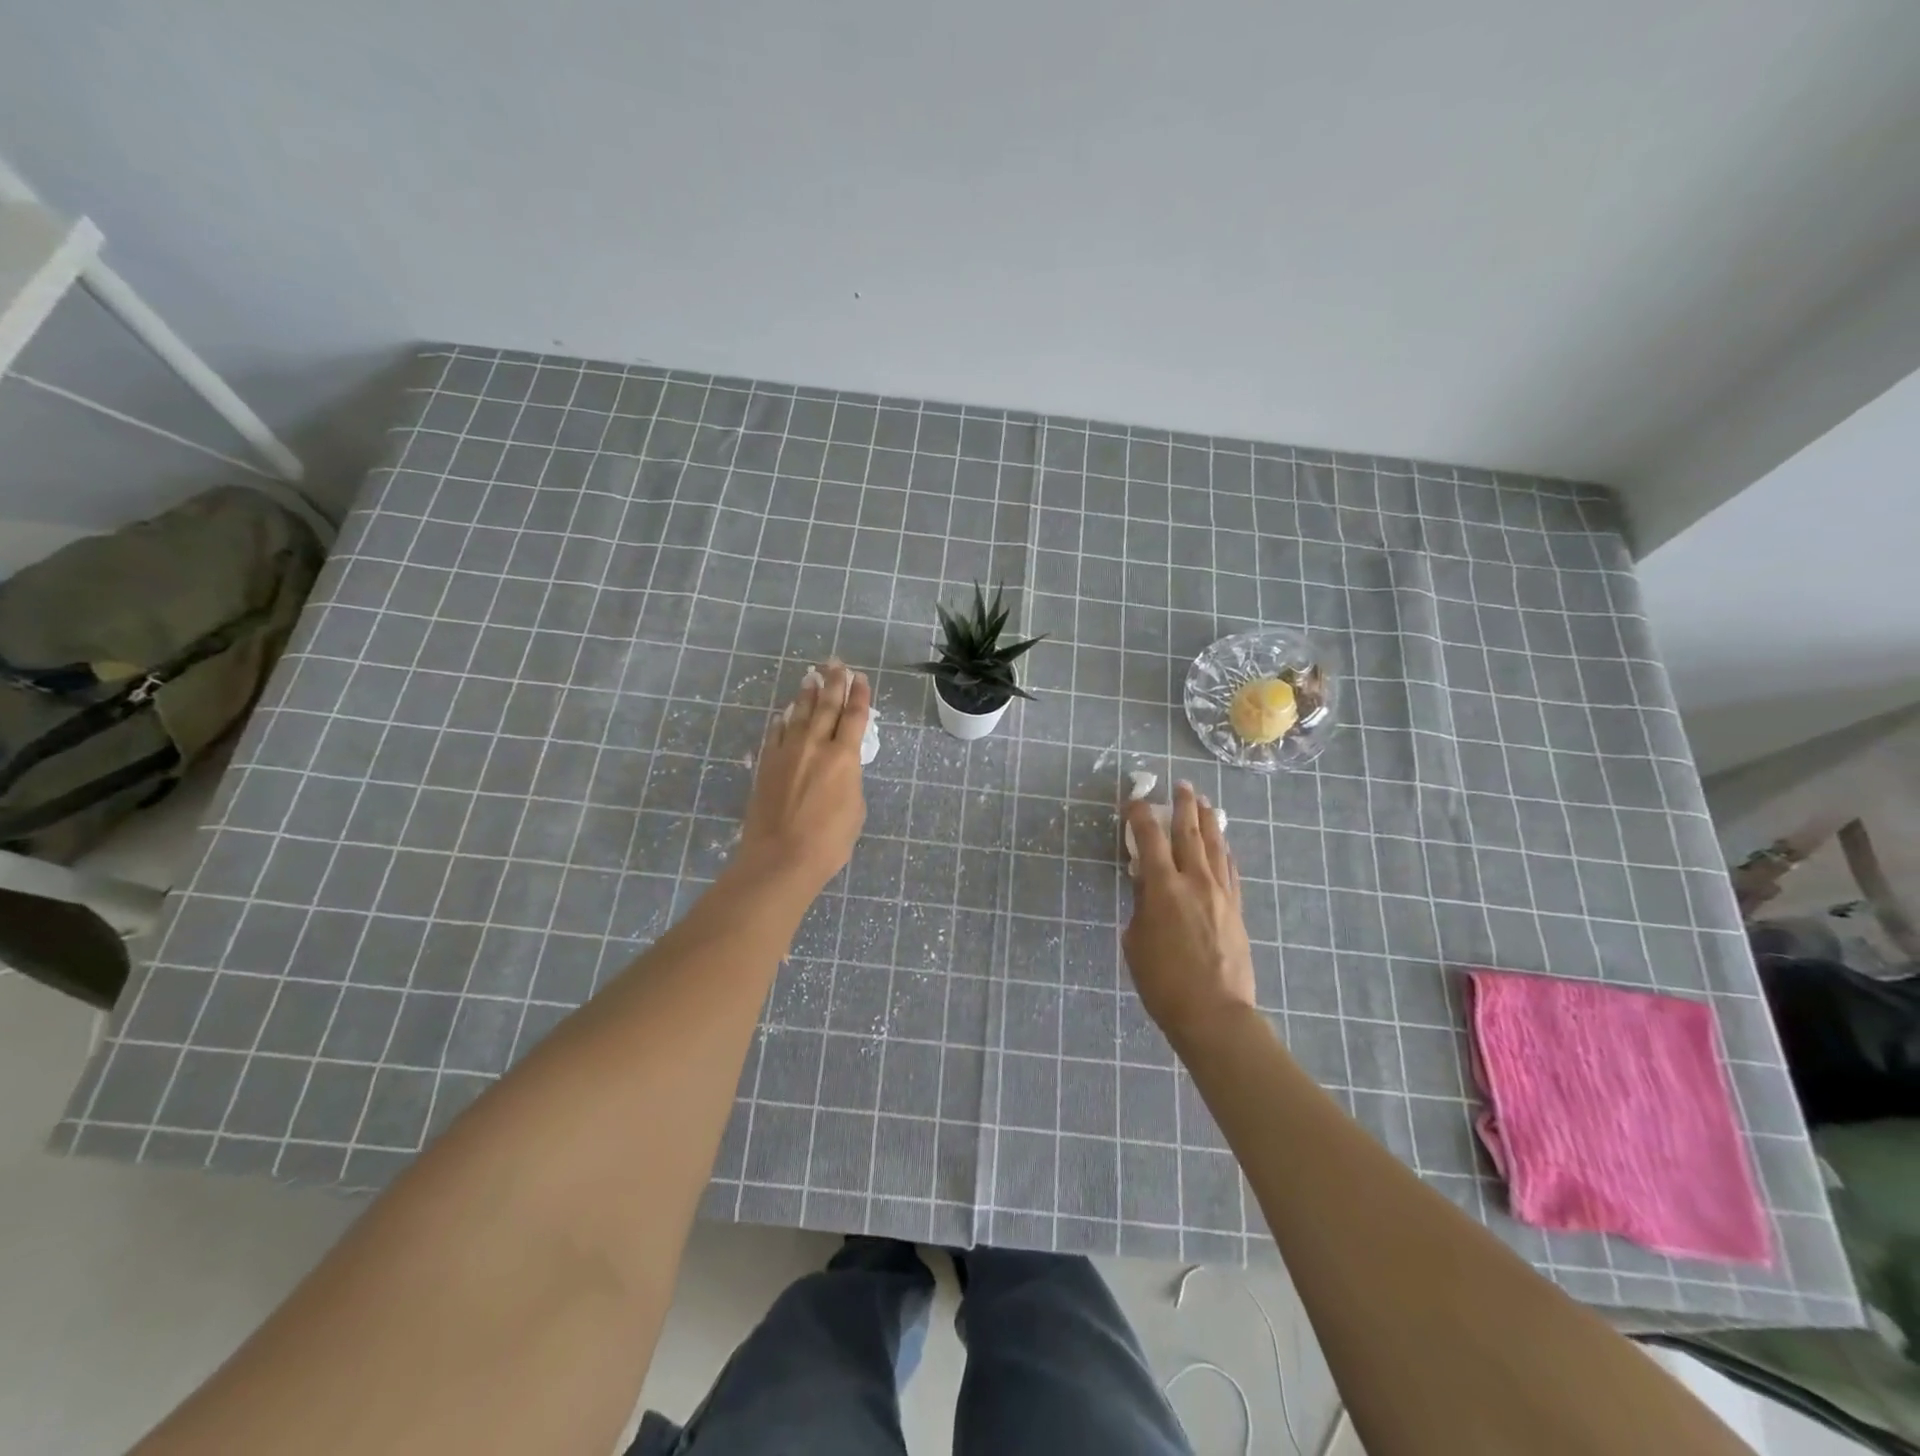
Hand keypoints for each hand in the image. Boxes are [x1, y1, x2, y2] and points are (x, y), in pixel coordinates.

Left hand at [734, 660, 869, 897]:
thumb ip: (849, 780)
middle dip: (833, 682)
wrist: (780, 858)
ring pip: (799, 714)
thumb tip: (840, 767)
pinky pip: (776, 732)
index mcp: (844, 757)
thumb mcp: (854, 809)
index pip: (854, 716)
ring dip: (806, 693)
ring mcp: (787, 752)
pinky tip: (785, 712)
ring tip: (811, 676)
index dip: (859, 695)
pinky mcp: (766, 763)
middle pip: (826, 705)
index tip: (860, 677)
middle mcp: (815, 746)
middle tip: (836, 663)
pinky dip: (783, 720)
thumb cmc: (828, 842)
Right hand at [1121, 781, 1256, 1045]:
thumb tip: (1146, 882)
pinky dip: (1224, 851)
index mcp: (1164, 888)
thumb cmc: (1163, 982)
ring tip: (1205, 803)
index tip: (1134, 800)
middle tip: (1182, 785)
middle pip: (1190, 834)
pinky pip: (1230, 869)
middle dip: (1184, 806)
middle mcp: (1195, 882)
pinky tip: (1223, 845)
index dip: (1140, 816)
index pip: (1149, 839)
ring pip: (1216, 847)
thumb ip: (1141, 905)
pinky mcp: (1236, 909)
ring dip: (1209, 821)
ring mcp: (1221, 894)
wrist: (1215, 1013)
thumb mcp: (1136, 941)